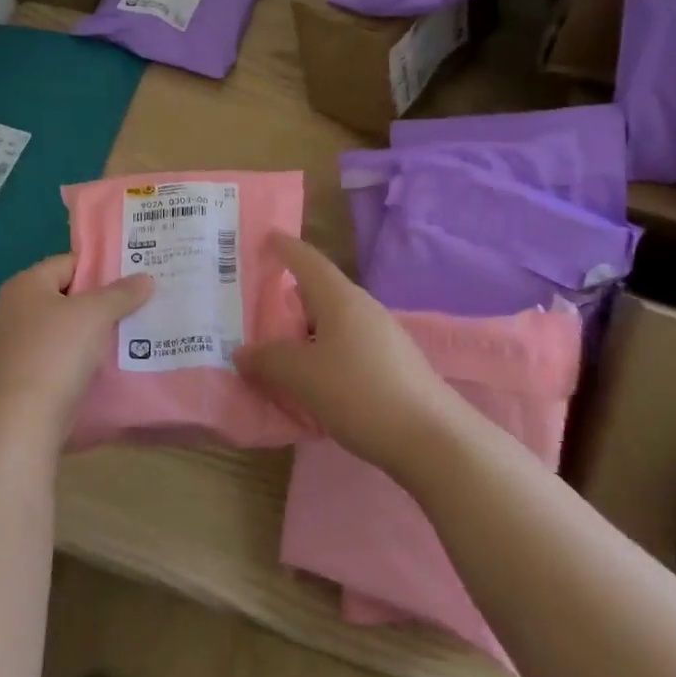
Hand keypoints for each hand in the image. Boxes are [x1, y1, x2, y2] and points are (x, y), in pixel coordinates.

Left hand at [0, 255, 151, 444]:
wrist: (22, 421)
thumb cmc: (56, 354)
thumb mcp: (95, 315)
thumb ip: (121, 293)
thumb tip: (145, 278)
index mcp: (25, 285)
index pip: (69, 263)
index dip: (101, 268)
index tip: (133, 277)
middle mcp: (13, 309)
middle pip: (66, 295)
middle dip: (100, 301)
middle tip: (137, 304)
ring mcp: (14, 344)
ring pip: (63, 328)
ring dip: (92, 332)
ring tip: (129, 334)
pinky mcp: (21, 375)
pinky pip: (57, 356)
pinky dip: (79, 357)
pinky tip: (105, 365)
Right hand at [234, 235, 472, 480]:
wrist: (432, 439)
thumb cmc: (360, 393)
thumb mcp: (302, 376)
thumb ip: (268, 360)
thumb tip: (243, 352)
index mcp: (340, 299)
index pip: (307, 260)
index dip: (285, 247)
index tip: (265, 237)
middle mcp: (363, 309)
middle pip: (319, 293)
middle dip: (288, 298)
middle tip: (255, 307)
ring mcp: (382, 337)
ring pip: (332, 324)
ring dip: (304, 332)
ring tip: (276, 350)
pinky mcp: (392, 365)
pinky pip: (346, 348)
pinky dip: (322, 354)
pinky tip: (311, 380)